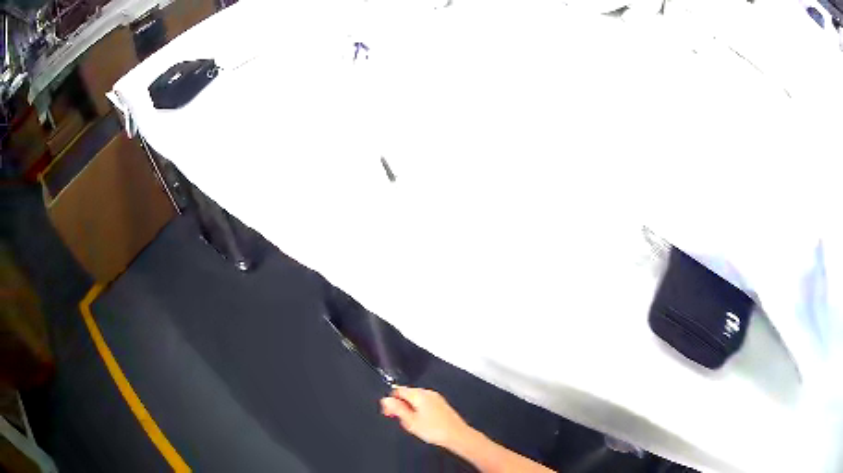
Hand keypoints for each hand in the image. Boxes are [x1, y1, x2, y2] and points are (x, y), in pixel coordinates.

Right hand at [380, 386, 473, 448]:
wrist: (457, 435)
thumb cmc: (434, 429)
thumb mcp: (410, 421)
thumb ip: (397, 409)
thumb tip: (386, 400)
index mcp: (419, 394)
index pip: (398, 390)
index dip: (390, 401)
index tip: (388, 413)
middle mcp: (428, 393)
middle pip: (407, 394)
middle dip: (400, 406)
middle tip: (400, 420)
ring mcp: (436, 398)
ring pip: (416, 400)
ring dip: (409, 409)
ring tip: (412, 424)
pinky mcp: (441, 404)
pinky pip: (425, 404)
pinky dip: (419, 411)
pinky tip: (422, 423)